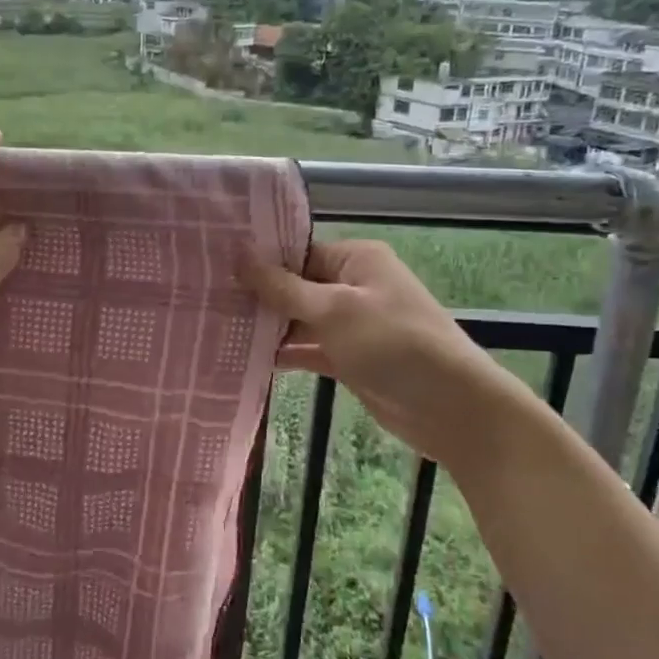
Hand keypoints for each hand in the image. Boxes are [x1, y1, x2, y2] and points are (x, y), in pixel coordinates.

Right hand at [238, 239, 519, 457]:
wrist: (452, 408)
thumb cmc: (393, 344)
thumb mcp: (334, 310)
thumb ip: (283, 286)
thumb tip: (239, 252)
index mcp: (355, 260)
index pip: (297, 251)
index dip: (258, 260)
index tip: (212, 266)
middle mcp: (352, 285)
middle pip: (294, 284)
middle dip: (257, 295)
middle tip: (206, 300)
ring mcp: (351, 324)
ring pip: (299, 319)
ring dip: (267, 327)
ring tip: (215, 327)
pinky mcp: (349, 359)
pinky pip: (309, 349)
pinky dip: (284, 353)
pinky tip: (245, 358)